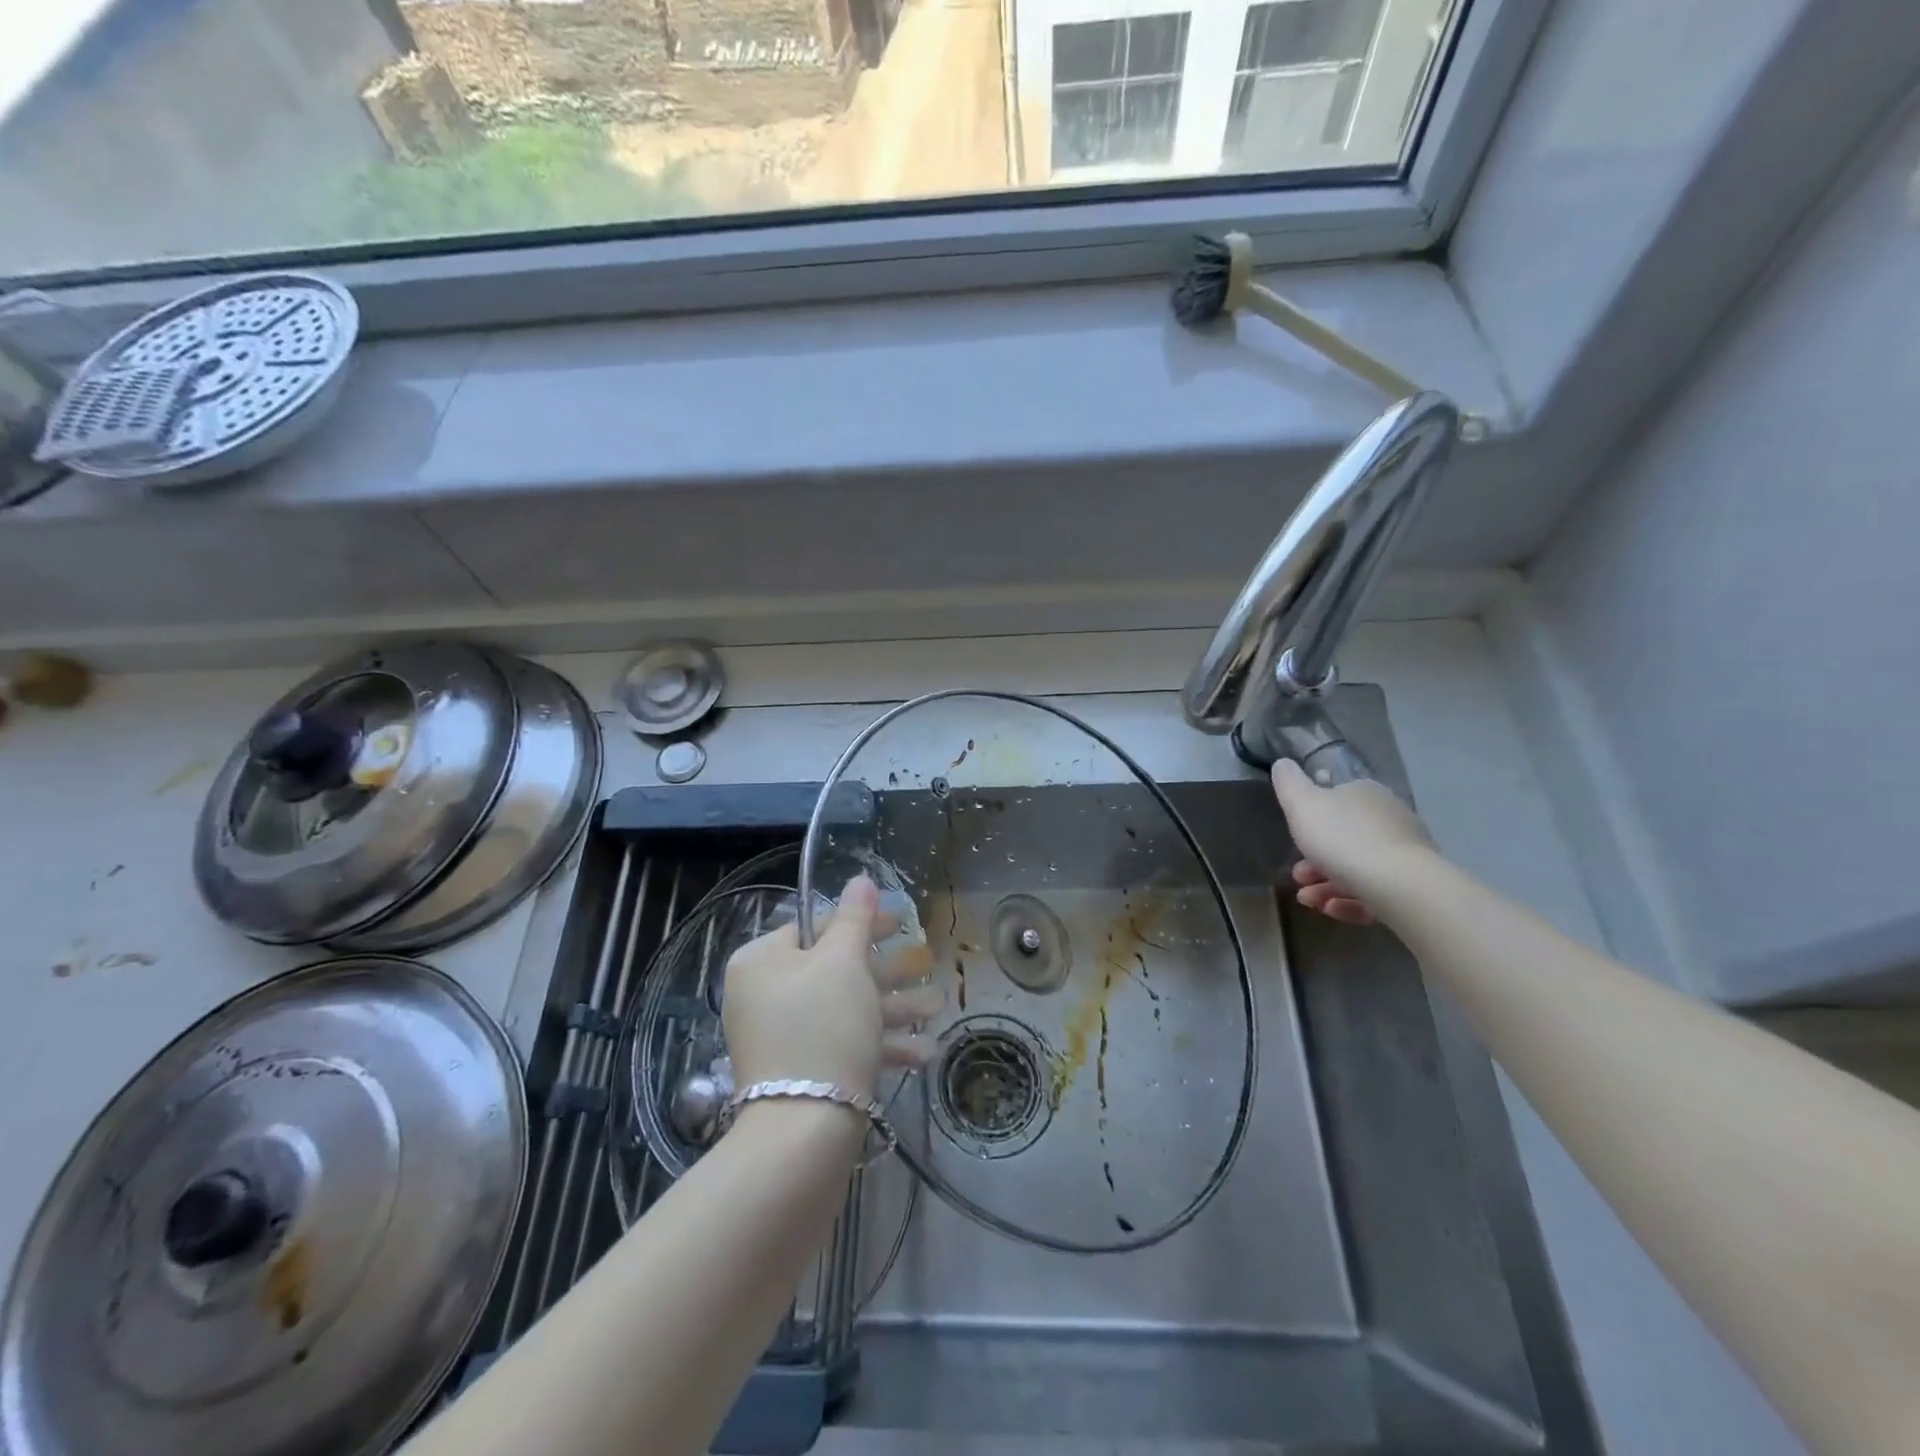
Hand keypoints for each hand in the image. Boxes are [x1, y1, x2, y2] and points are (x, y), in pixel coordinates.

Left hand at [722, 877, 942, 1095]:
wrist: (803, 1132)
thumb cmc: (823, 1026)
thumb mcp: (844, 962)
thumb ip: (855, 918)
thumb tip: (860, 880)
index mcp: (762, 961)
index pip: (814, 926)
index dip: (861, 922)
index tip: (901, 920)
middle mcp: (765, 995)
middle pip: (835, 968)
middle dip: (887, 968)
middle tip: (926, 959)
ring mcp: (783, 1037)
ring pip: (846, 1008)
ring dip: (894, 1006)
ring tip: (937, 1006)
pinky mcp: (803, 1073)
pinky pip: (843, 1044)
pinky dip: (880, 1043)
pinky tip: (923, 1052)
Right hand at [1270, 760, 1438, 924]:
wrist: (1400, 885)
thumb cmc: (1343, 839)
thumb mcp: (1302, 805)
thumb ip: (1288, 783)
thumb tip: (1282, 763)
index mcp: (1365, 793)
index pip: (1335, 799)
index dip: (1310, 821)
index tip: (1293, 840)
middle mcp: (1389, 817)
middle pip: (1345, 837)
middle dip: (1315, 860)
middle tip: (1298, 877)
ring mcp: (1405, 852)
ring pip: (1359, 867)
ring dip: (1327, 885)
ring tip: (1309, 901)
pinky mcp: (1414, 885)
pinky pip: (1375, 891)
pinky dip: (1351, 901)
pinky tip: (1332, 910)